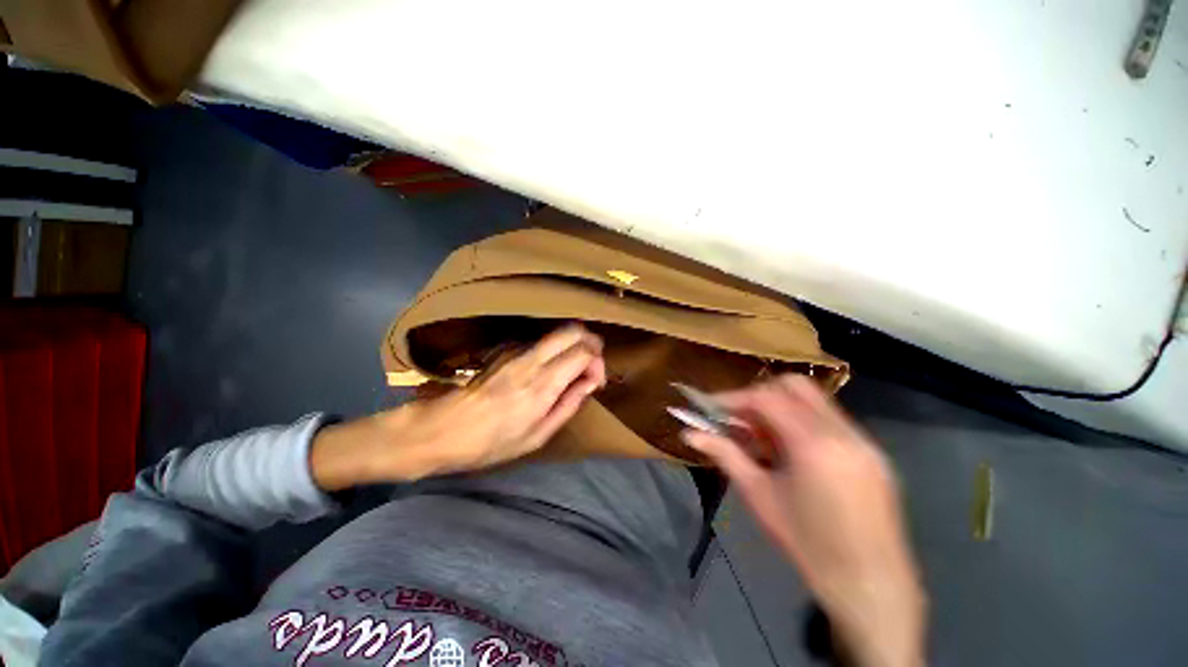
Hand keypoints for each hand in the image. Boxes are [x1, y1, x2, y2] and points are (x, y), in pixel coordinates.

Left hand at [312, 324, 604, 489]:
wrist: (439, 429)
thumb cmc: (490, 442)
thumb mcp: (536, 436)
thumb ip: (568, 404)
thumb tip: (590, 383)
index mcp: (542, 384)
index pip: (584, 352)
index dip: (598, 363)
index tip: (595, 381)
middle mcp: (531, 359)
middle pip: (573, 330)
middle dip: (591, 342)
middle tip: (593, 363)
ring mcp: (516, 350)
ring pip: (558, 331)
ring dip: (573, 344)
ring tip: (573, 368)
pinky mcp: (505, 348)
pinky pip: (541, 340)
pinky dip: (555, 348)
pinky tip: (549, 368)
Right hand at [682, 375, 925, 666]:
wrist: (872, 586)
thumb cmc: (808, 544)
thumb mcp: (759, 495)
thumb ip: (724, 454)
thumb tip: (689, 434)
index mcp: (814, 443)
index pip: (766, 397)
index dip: (733, 397)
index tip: (711, 407)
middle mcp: (843, 431)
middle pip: (794, 385)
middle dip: (760, 394)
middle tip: (738, 417)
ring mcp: (864, 440)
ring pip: (814, 401)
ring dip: (782, 407)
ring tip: (762, 437)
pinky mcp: (873, 452)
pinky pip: (831, 420)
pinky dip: (803, 422)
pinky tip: (791, 451)